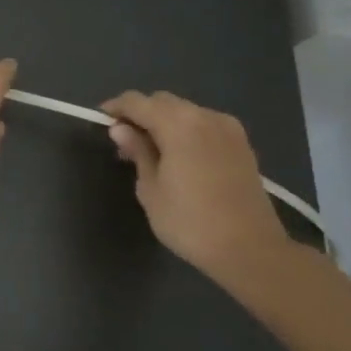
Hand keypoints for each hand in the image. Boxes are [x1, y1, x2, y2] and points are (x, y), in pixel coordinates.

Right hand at [101, 90, 290, 278]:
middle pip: (163, 101)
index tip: (100, 121)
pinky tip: (178, 155)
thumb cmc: (190, 222)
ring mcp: (228, 129)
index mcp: (179, 125)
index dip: (116, 108)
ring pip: (186, 111)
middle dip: (140, 113)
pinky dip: (185, 130)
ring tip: (150, 149)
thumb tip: (120, 129)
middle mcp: (205, 117)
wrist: (250, 249)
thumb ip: (137, 152)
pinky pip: (205, 123)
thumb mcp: (151, 189)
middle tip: (124, 140)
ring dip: (164, 121)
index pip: (138, 102)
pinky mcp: (241, 144)